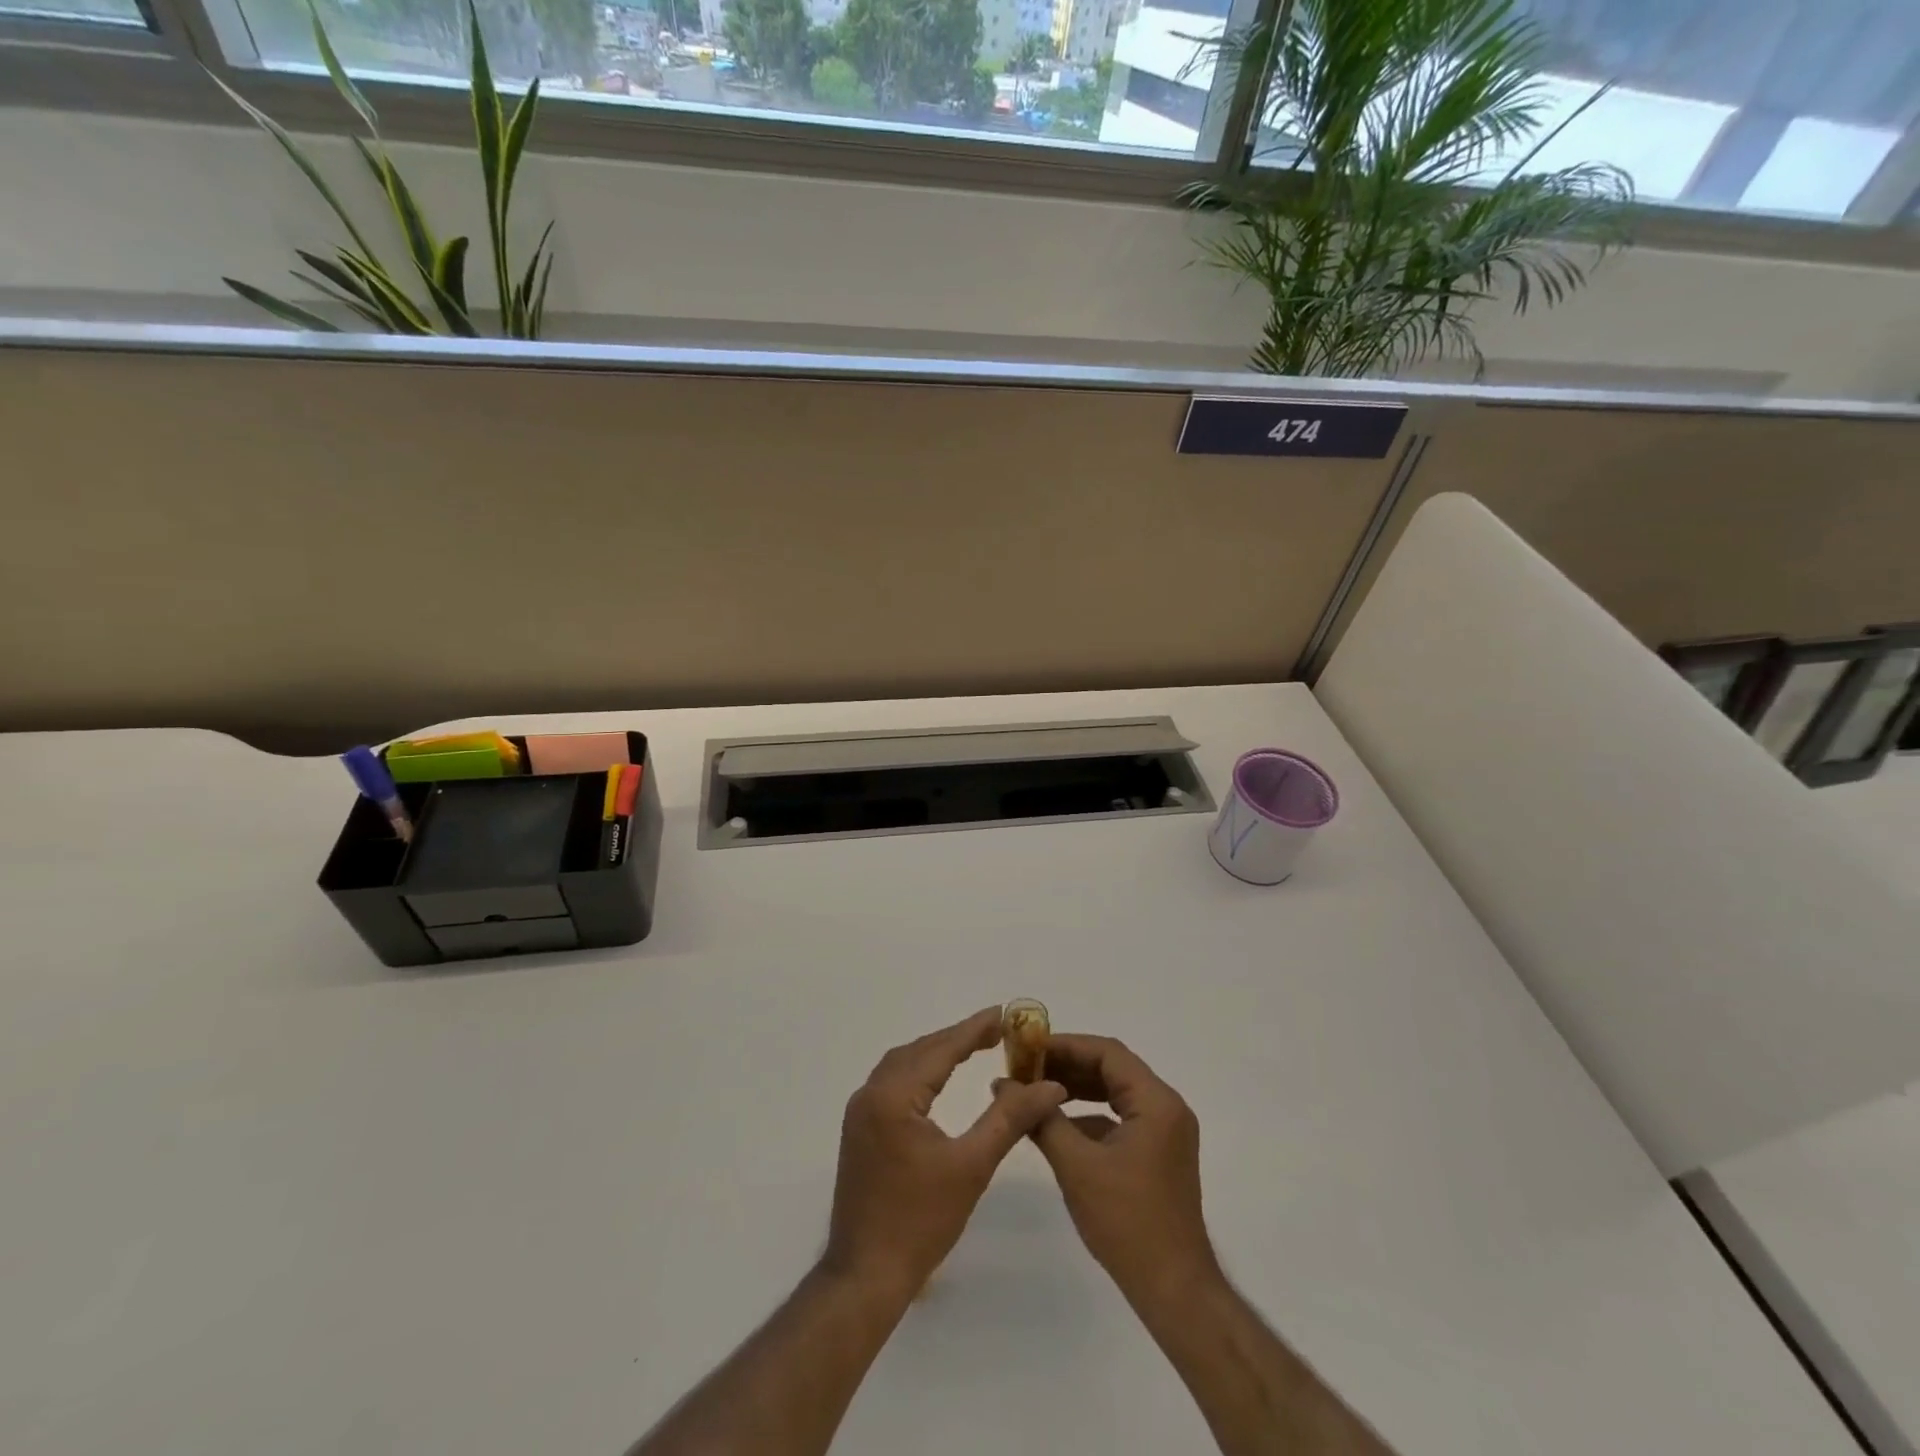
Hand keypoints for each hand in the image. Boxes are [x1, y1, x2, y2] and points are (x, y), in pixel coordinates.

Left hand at [823, 1007, 1067, 1299]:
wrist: (865, 1276)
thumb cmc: (920, 1222)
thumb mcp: (971, 1166)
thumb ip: (1009, 1119)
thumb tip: (1049, 1086)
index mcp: (893, 1096)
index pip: (940, 1049)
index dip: (974, 1029)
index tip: (1003, 1013)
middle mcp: (870, 1093)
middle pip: (920, 1051)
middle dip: (958, 1037)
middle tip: (997, 1030)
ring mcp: (860, 1112)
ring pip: (903, 1065)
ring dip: (937, 1052)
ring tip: (973, 1047)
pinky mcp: (859, 1130)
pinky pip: (893, 1083)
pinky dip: (920, 1072)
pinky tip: (939, 1080)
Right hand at [1031, 1034, 1221, 1302]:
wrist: (1174, 1290)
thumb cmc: (1127, 1222)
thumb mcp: (1076, 1166)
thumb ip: (1042, 1119)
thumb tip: (1004, 1085)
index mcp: (1156, 1102)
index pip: (1107, 1053)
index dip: (1065, 1045)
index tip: (1028, 1050)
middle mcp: (1166, 1108)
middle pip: (1112, 1069)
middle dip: (1067, 1066)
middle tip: (1025, 1069)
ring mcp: (1165, 1132)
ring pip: (1115, 1093)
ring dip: (1077, 1089)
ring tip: (1035, 1091)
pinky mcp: (1159, 1154)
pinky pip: (1121, 1118)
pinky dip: (1090, 1115)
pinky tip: (1058, 1126)